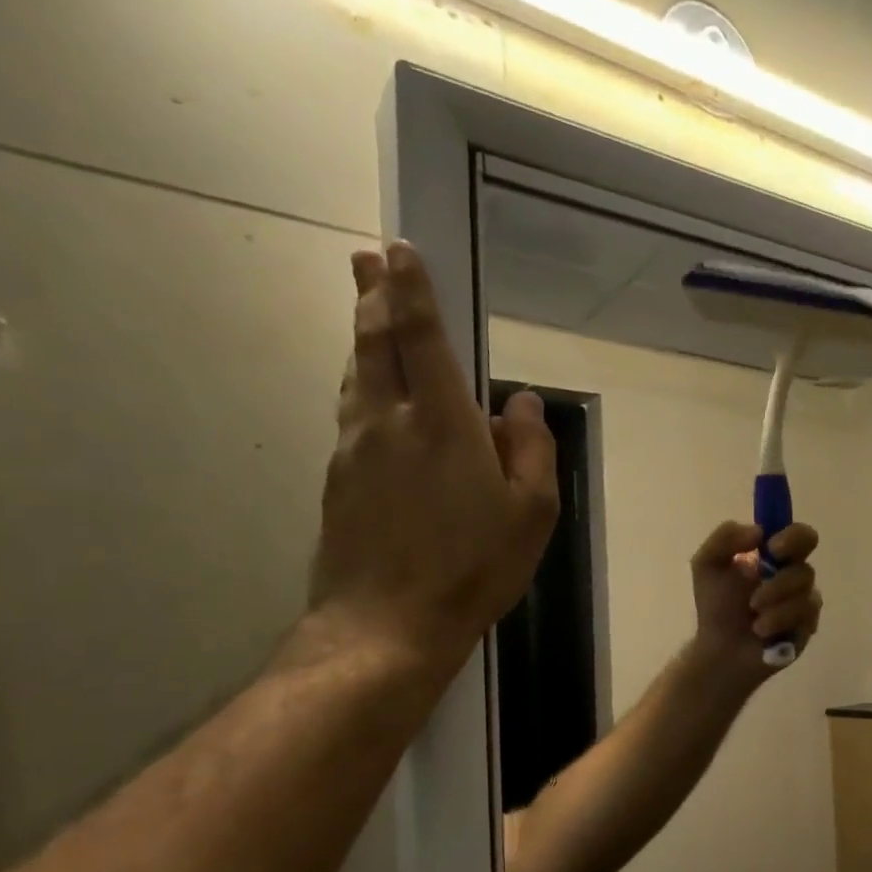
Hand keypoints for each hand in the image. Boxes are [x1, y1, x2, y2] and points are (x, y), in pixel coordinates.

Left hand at [304, 241, 558, 680]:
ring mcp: (355, 449)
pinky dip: (361, 384)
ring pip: (356, 375)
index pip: (421, 336)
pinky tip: (370, 391)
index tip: (398, 249)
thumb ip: (531, 449)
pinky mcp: (339, 479)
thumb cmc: (474, 566)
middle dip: (373, 295)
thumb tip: (522, 402)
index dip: (411, 289)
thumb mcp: (532, 512)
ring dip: (362, 336)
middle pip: (374, 342)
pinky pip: (352, 413)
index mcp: (443, 423)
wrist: (387, 623)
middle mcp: (389, 421)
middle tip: (366, 257)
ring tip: (366, 311)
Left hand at [685, 520, 822, 685]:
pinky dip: (778, 621)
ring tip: (753, 615)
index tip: (772, 547)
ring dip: (774, 602)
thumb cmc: (716, 606)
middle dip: (782, 580)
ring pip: (804, 593)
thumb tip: (758, 531)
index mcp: (775, 557)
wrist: (719, 649)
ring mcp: (803, 602)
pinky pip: (804, 616)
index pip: (801, 536)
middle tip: (759, 591)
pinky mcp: (807, 626)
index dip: (794, 538)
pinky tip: (760, 631)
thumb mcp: (707, 564)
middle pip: (807, 567)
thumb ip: (725, 537)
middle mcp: (793, 576)